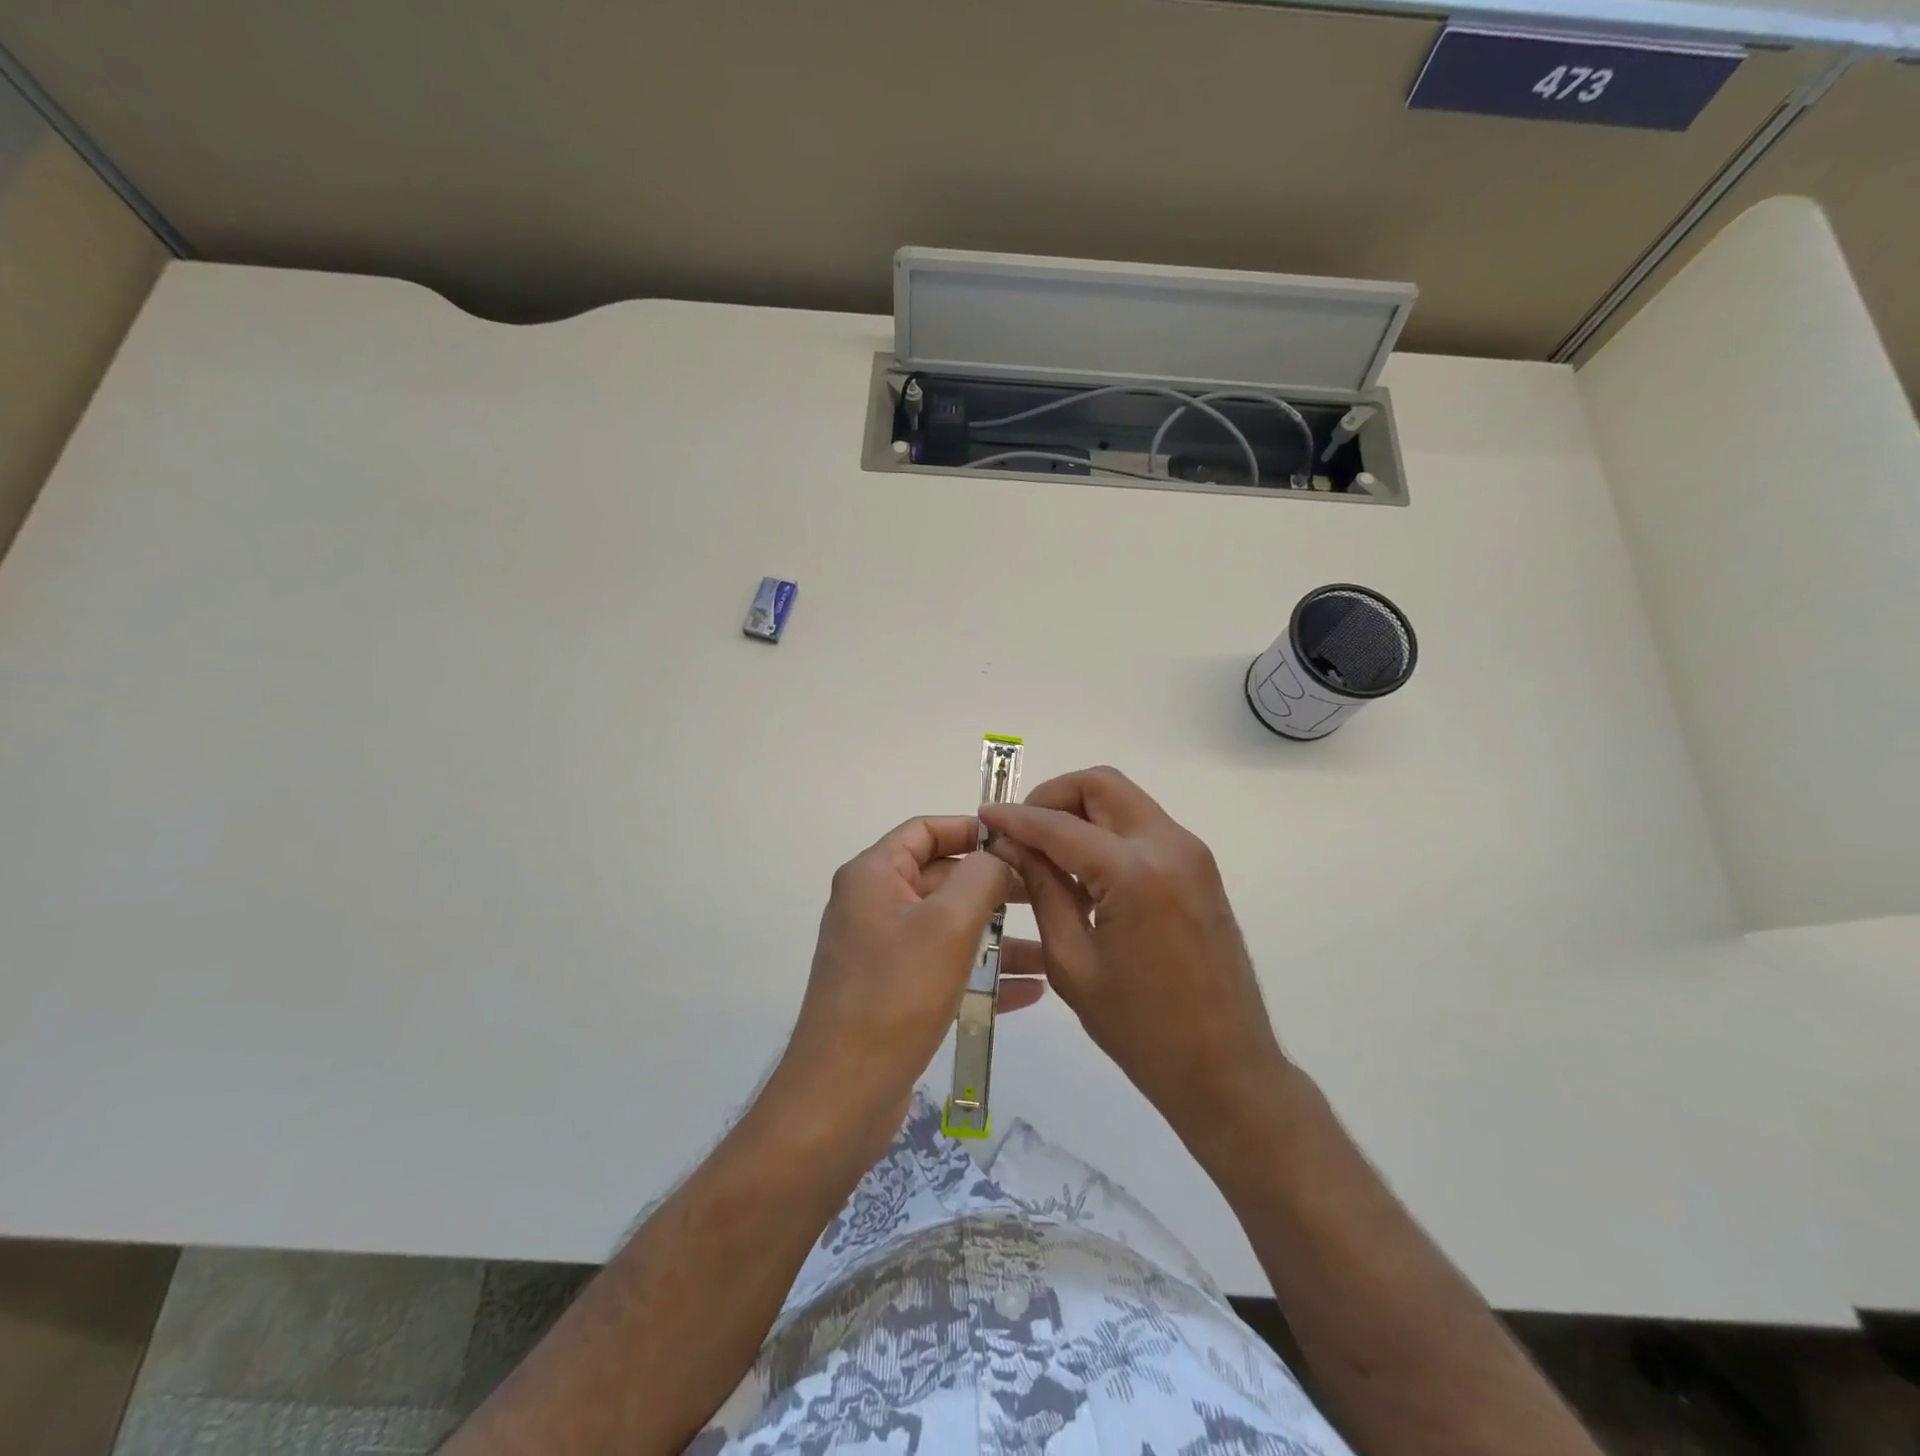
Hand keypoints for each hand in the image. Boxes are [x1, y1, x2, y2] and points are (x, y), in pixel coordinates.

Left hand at [772, 815, 1043, 1170]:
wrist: (842, 1095)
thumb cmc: (896, 994)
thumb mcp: (948, 924)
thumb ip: (981, 876)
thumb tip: (998, 856)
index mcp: (873, 876)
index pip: (924, 830)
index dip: (971, 829)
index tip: (1018, 842)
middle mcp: (873, 906)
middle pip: (941, 878)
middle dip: (994, 887)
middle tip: (1046, 894)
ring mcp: (882, 952)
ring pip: (949, 928)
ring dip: (997, 936)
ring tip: (1050, 946)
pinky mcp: (893, 993)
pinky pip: (944, 968)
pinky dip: (982, 972)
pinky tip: (1030, 990)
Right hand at [979, 767, 1287, 1159]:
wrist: (1226, 1068)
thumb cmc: (1140, 1029)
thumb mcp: (1072, 961)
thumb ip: (1042, 890)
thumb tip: (1011, 844)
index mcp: (1133, 872)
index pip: (1059, 825)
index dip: (1016, 817)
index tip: (985, 816)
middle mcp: (1168, 845)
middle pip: (1101, 784)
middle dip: (1054, 797)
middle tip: (1022, 831)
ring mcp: (1191, 853)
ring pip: (1124, 800)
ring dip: (1081, 812)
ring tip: (1048, 854)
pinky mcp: (1199, 868)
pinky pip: (1143, 827)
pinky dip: (1107, 831)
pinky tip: (1084, 872)